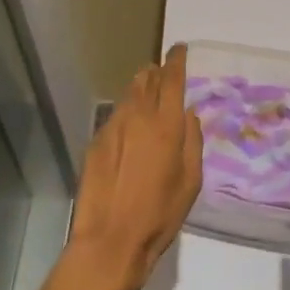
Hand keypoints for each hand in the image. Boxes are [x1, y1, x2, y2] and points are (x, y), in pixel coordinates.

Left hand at [66, 43, 202, 289]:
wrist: (110, 240)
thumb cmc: (160, 214)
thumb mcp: (191, 181)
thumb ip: (193, 141)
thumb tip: (187, 115)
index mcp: (166, 124)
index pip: (172, 79)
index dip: (177, 60)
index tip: (180, 49)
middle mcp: (138, 116)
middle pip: (147, 80)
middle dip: (157, 72)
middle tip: (164, 73)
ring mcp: (113, 127)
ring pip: (129, 96)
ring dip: (140, 89)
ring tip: (148, 94)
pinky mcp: (96, 142)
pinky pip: (116, 116)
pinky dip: (126, 112)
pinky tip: (130, 128)